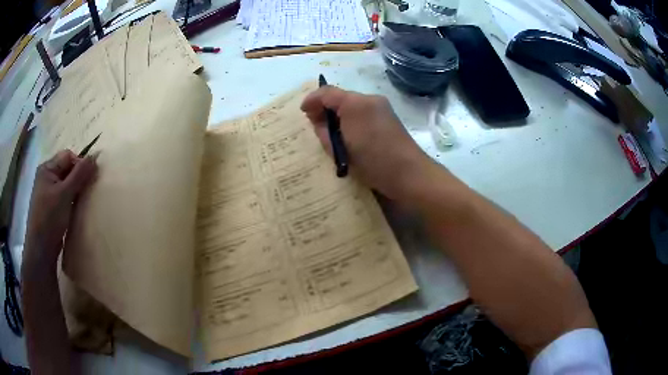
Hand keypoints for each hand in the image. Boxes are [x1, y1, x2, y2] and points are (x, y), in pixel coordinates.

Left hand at [24, 150, 96, 266]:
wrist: (41, 249)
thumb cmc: (50, 218)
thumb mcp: (65, 194)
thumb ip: (79, 175)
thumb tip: (95, 156)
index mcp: (47, 168)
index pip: (67, 157)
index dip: (79, 164)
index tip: (89, 179)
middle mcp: (46, 177)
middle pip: (66, 170)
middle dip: (78, 178)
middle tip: (87, 191)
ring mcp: (47, 193)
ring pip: (66, 185)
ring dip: (75, 191)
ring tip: (82, 202)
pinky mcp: (50, 208)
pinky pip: (63, 197)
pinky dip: (71, 200)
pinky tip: (75, 210)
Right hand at [301, 86, 433, 200]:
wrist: (409, 173)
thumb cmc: (372, 163)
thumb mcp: (340, 150)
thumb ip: (324, 131)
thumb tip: (319, 120)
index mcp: (355, 104)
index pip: (326, 93)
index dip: (312, 100)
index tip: (303, 112)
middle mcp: (369, 99)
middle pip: (340, 97)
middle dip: (326, 109)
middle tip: (317, 125)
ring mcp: (382, 106)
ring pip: (352, 104)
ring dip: (339, 115)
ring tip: (334, 133)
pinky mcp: (389, 116)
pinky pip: (363, 111)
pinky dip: (352, 119)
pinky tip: (350, 135)